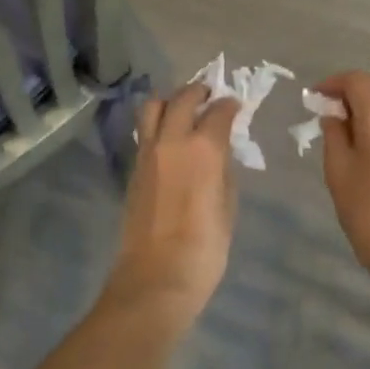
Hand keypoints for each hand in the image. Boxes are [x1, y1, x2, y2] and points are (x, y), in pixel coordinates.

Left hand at [110, 81, 239, 318]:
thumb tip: (219, 153)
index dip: (230, 105)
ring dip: (171, 101)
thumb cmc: (204, 248)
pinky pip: (145, 132)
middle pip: (182, 98)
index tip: (236, 106)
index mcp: (203, 148)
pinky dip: (158, 124)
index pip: (219, 111)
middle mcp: (172, 141)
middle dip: (199, 91)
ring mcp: (147, 153)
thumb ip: (223, 170)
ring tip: (185, 110)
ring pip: (154, 107)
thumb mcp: (227, 206)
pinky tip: (170, 138)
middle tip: (210, 96)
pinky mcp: (133, 168)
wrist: (156, 277)